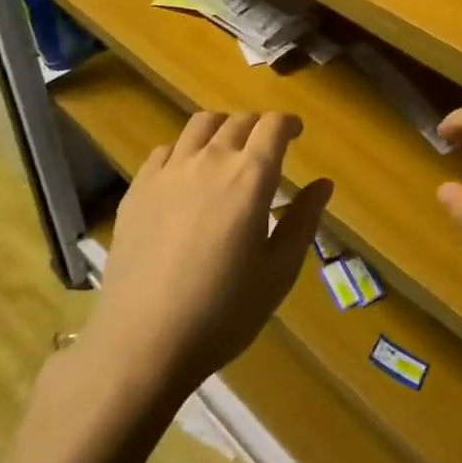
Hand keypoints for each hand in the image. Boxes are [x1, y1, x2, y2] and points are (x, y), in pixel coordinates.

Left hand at [90, 112, 331, 397]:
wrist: (143, 342)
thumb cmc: (223, 312)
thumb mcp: (278, 272)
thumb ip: (303, 221)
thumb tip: (323, 184)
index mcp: (250, 177)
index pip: (273, 126)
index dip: (288, 123)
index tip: (296, 133)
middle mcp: (210, 160)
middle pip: (239, 121)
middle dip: (258, 126)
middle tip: (266, 147)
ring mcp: (169, 171)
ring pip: (200, 124)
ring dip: (222, 128)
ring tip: (227, 150)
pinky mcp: (138, 188)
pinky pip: (165, 150)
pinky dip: (184, 150)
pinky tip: (186, 175)